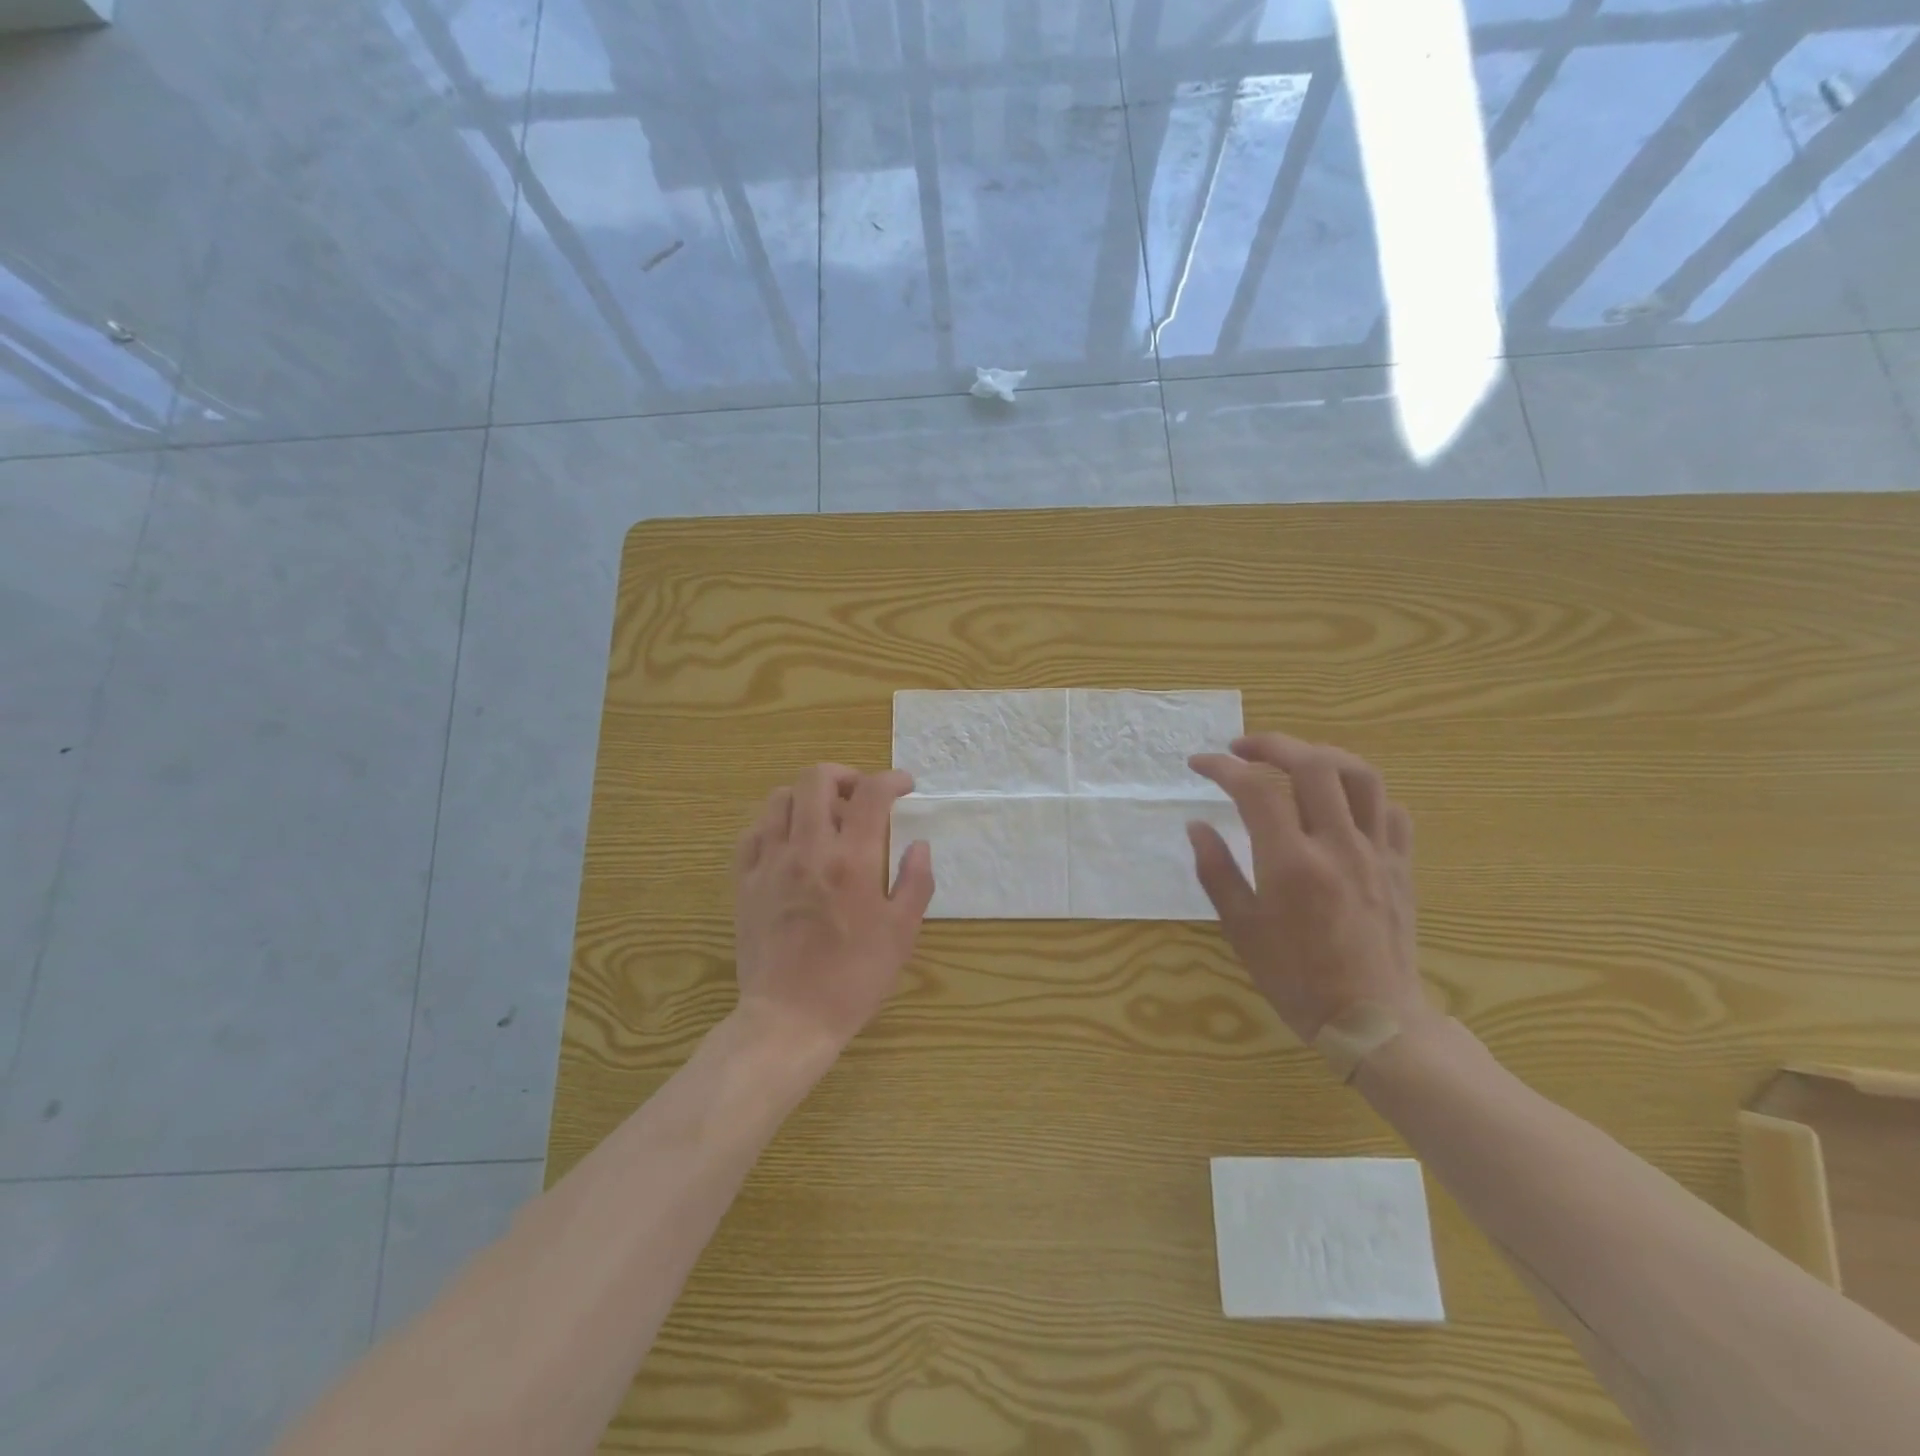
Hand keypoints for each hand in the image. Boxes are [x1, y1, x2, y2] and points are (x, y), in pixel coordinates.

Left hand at [732, 764, 934, 1052]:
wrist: (789, 1018)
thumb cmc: (853, 979)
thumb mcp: (901, 934)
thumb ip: (915, 882)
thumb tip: (919, 845)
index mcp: (852, 861)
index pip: (870, 794)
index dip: (891, 779)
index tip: (905, 786)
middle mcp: (807, 849)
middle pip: (816, 779)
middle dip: (844, 774)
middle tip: (860, 795)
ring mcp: (770, 863)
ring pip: (780, 798)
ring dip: (807, 796)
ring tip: (824, 817)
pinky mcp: (745, 881)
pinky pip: (754, 831)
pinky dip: (775, 822)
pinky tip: (789, 841)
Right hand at [1187, 734, 1425, 1042]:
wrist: (1374, 1021)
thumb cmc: (1296, 979)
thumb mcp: (1241, 929)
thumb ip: (1216, 871)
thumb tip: (1197, 825)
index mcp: (1291, 863)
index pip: (1255, 789)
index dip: (1222, 767)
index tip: (1199, 764)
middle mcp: (1337, 845)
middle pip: (1312, 764)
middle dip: (1272, 744)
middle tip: (1242, 748)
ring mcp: (1377, 852)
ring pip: (1360, 775)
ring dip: (1321, 755)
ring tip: (1293, 760)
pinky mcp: (1401, 865)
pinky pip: (1390, 810)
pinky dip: (1362, 793)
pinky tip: (1340, 804)